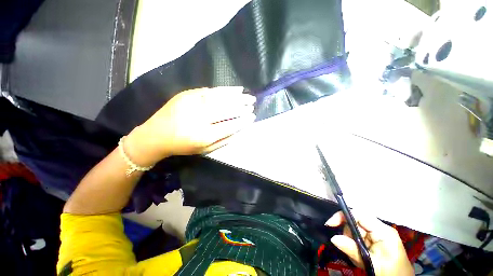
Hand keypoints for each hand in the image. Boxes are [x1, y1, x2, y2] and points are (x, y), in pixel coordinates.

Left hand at [126, 87, 255, 164]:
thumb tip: (240, 130)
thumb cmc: (182, 146)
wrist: (155, 135)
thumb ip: (224, 140)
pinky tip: (236, 89)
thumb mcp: (204, 150)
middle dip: (242, 106)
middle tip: (253, 103)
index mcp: (203, 135)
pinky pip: (210, 90)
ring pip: (220, 98)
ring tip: (248, 96)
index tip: (253, 117)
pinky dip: (225, 90)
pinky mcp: (187, 95)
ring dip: (237, 96)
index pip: (229, 126)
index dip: (243, 121)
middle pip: (226, 110)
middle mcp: (198, 118)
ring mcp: (192, 104)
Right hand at [326, 211, 413, 275]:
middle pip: (355, 222)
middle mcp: (380, 228)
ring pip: (355, 229)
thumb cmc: (391, 273)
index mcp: (383, 231)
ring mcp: (377, 233)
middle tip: (350, 249)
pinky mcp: (375, 239)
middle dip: (348, 234)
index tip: (330, 224)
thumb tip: (333, 238)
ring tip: (358, 257)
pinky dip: (355, 245)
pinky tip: (361, 256)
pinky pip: (358, 237)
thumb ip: (353, 250)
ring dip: (351, 242)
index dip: (343, 215)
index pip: (359, 214)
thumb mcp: (372, 264)